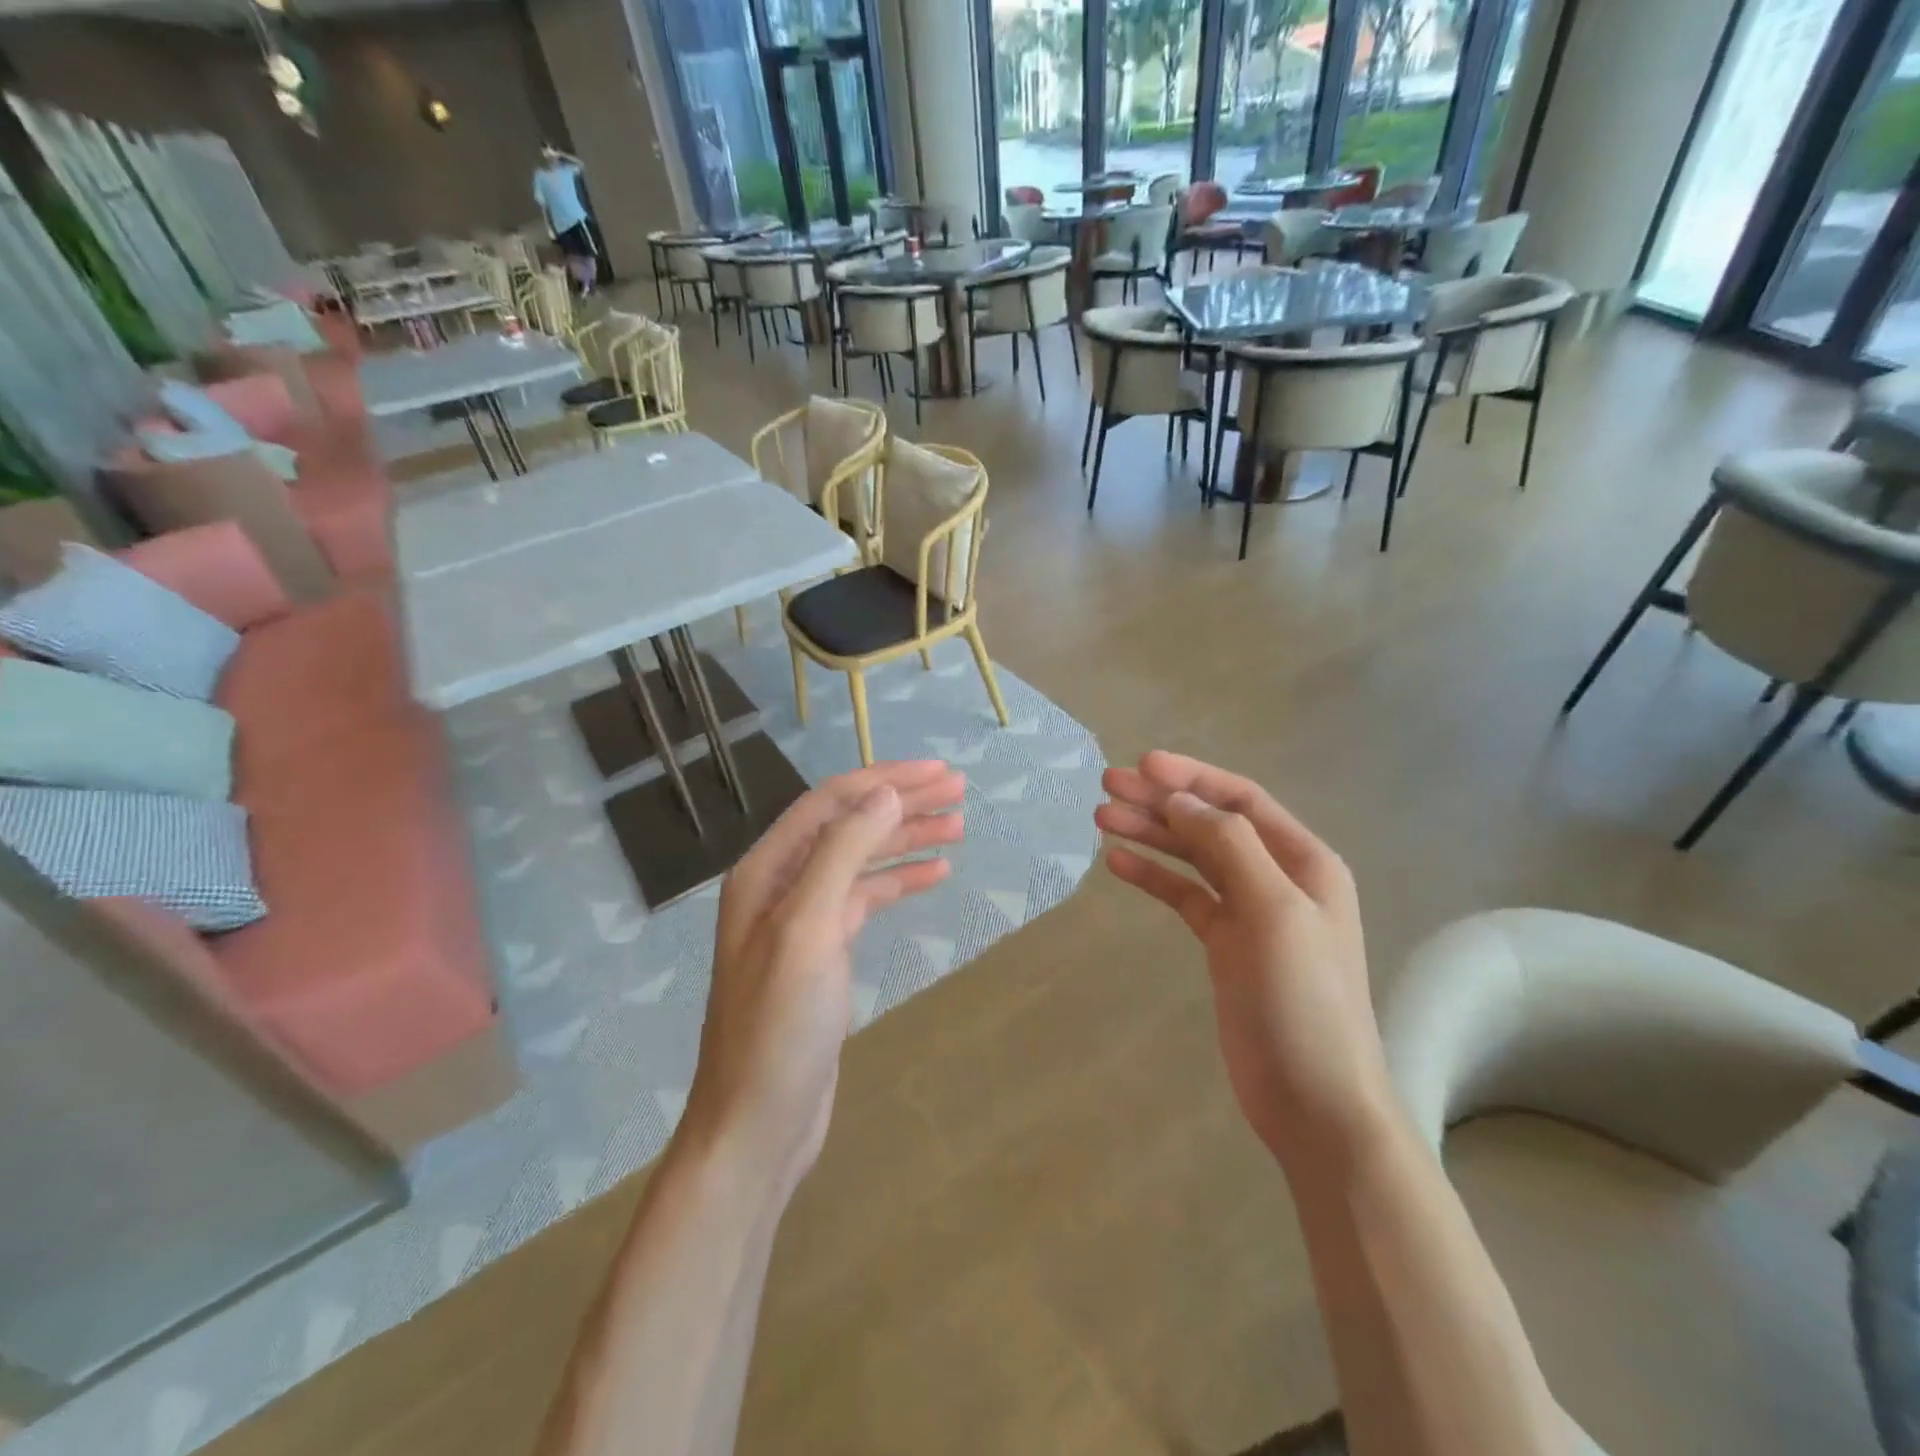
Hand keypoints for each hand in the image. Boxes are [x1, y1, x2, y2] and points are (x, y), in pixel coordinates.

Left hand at [681, 762, 965, 1197]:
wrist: (758, 1122)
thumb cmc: (778, 1025)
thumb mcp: (808, 928)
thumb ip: (843, 852)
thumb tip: (885, 792)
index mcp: (766, 870)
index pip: (831, 802)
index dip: (885, 780)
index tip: (939, 773)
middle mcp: (780, 885)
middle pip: (848, 824)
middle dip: (901, 803)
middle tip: (958, 791)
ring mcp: (802, 920)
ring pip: (861, 860)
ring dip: (906, 839)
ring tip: (958, 826)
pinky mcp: (823, 952)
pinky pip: (866, 899)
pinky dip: (900, 881)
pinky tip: (935, 874)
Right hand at [1095, 751, 1393, 1167]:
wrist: (1314, 1100)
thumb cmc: (1303, 1000)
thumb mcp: (1274, 911)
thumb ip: (1231, 847)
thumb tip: (1182, 802)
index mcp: (1303, 861)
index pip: (1240, 800)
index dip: (1191, 778)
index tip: (1141, 765)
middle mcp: (1277, 877)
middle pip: (1210, 823)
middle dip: (1161, 801)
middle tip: (1107, 786)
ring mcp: (1250, 912)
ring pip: (1193, 857)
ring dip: (1151, 834)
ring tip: (1103, 817)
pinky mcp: (1225, 945)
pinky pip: (1185, 896)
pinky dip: (1154, 877)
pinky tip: (1118, 863)